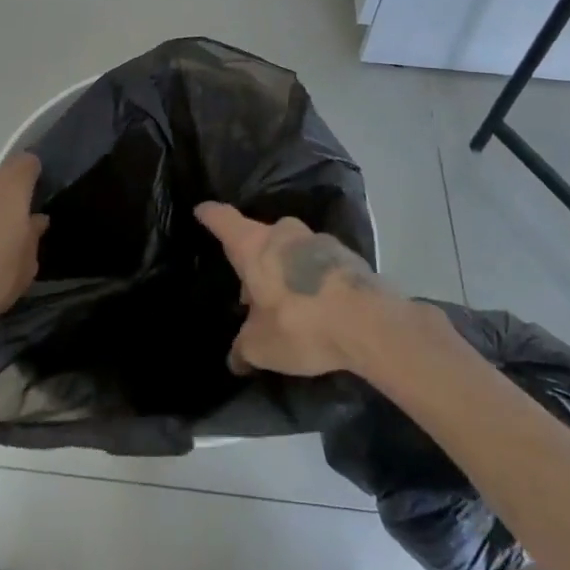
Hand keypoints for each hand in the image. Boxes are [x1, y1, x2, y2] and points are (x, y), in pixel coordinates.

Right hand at [196, 202, 393, 376]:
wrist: (368, 322)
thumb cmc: (300, 323)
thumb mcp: (261, 346)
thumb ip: (244, 348)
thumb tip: (235, 359)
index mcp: (254, 245)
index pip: (223, 220)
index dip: (210, 216)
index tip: (201, 210)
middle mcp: (283, 233)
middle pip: (260, 236)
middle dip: (253, 259)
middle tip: (250, 289)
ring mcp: (317, 240)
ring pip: (290, 249)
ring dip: (284, 269)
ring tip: (285, 302)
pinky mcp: (345, 256)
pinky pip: (317, 263)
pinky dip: (310, 278)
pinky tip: (315, 305)